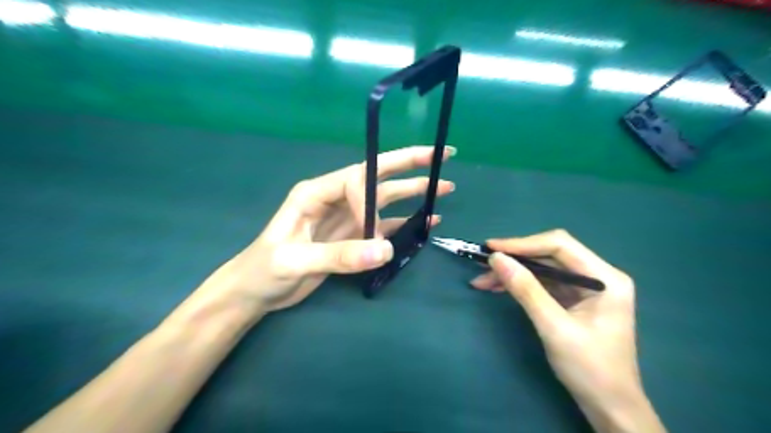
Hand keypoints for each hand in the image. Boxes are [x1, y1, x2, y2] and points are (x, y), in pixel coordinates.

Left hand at [197, 143, 456, 315]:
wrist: (256, 291)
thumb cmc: (264, 270)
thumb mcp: (294, 261)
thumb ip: (339, 255)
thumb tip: (386, 251)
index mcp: (315, 192)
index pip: (354, 180)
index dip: (371, 199)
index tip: (374, 230)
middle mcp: (335, 199)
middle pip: (377, 176)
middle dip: (409, 164)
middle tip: (442, 155)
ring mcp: (347, 218)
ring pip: (385, 200)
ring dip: (414, 192)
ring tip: (444, 187)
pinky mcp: (353, 237)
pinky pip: (384, 226)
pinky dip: (406, 223)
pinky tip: (426, 221)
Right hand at [473, 230, 666, 432]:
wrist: (609, 407)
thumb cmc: (589, 369)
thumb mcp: (554, 327)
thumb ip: (526, 290)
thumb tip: (496, 259)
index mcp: (605, 277)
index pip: (559, 245)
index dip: (523, 244)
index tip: (491, 248)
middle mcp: (597, 275)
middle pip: (549, 254)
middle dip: (514, 259)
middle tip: (482, 264)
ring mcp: (585, 288)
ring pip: (542, 269)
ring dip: (513, 273)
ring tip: (482, 280)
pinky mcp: (574, 299)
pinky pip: (543, 284)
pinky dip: (519, 285)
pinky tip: (497, 288)